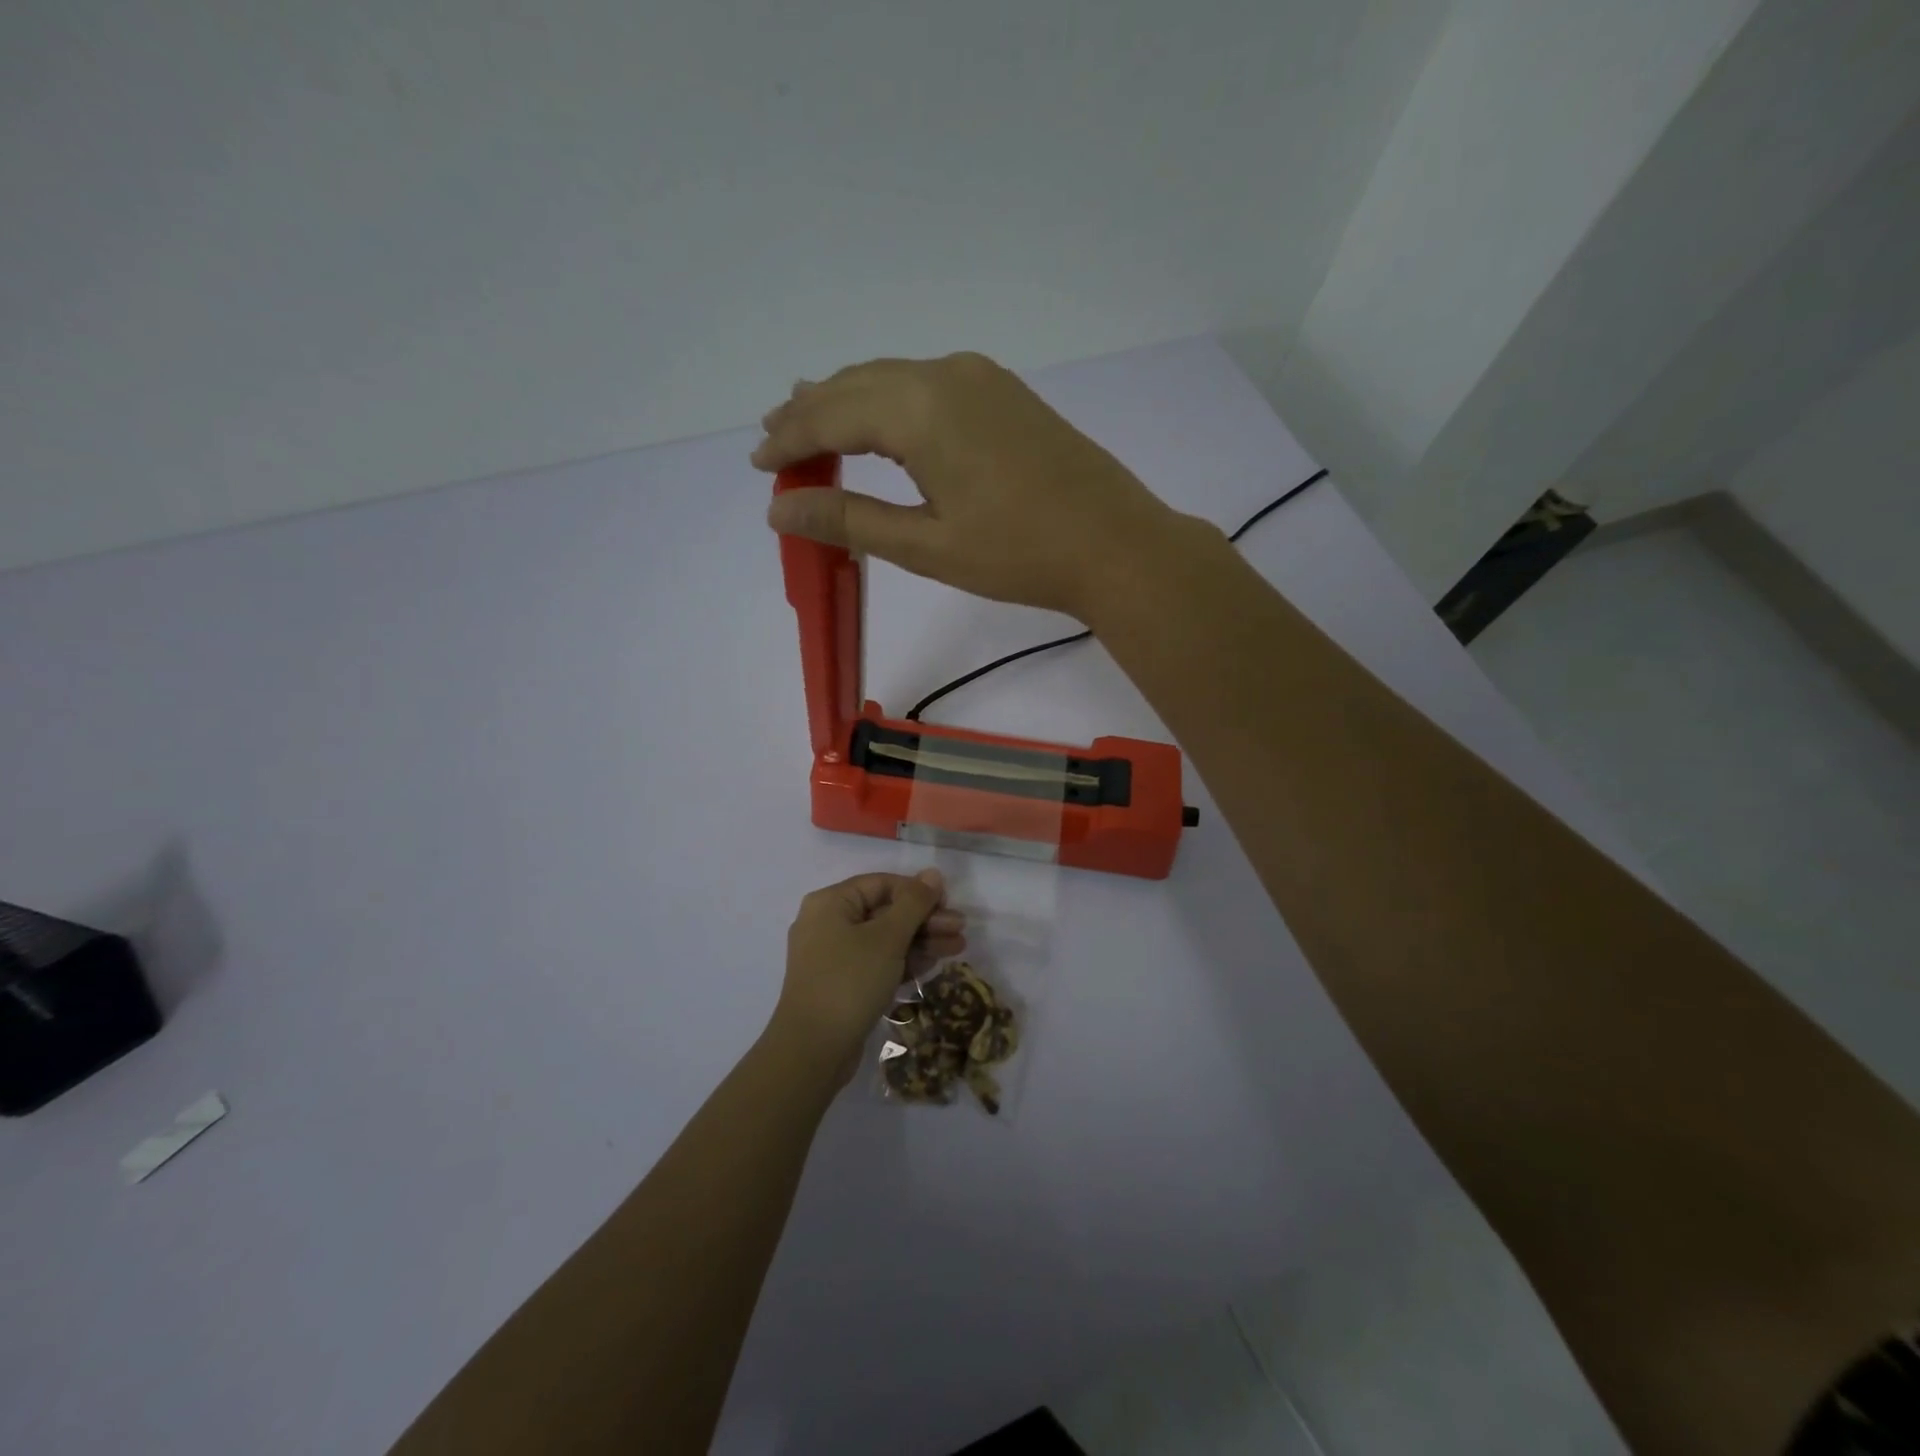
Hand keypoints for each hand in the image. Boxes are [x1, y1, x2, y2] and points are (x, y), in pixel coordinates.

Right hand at [754, 353, 1186, 620]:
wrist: (1115, 544)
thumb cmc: (1019, 554)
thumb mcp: (926, 546)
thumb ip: (850, 520)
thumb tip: (781, 508)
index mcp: (921, 408)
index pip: (831, 413)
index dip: (789, 439)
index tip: (758, 463)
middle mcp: (946, 374)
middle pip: (858, 385)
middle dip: (811, 413)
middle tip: (775, 441)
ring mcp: (981, 378)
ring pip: (893, 380)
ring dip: (849, 403)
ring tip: (812, 426)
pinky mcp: (1004, 394)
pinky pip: (926, 386)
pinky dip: (890, 404)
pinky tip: (880, 424)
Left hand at [770, 869, 965, 1079]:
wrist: (812, 1050)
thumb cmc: (850, 981)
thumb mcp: (887, 938)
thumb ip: (914, 903)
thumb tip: (933, 873)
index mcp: (831, 903)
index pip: (882, 884)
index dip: (917, 891)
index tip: (948, 904)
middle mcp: (827, 923)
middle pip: (885, 911)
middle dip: (925, 920)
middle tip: (960, 929)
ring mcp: (833, 956)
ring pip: (884, 939)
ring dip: (920, 941)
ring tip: (958, 949)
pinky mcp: (841, 984)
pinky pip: (877, 962)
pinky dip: (903, 961)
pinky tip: (933, 965)